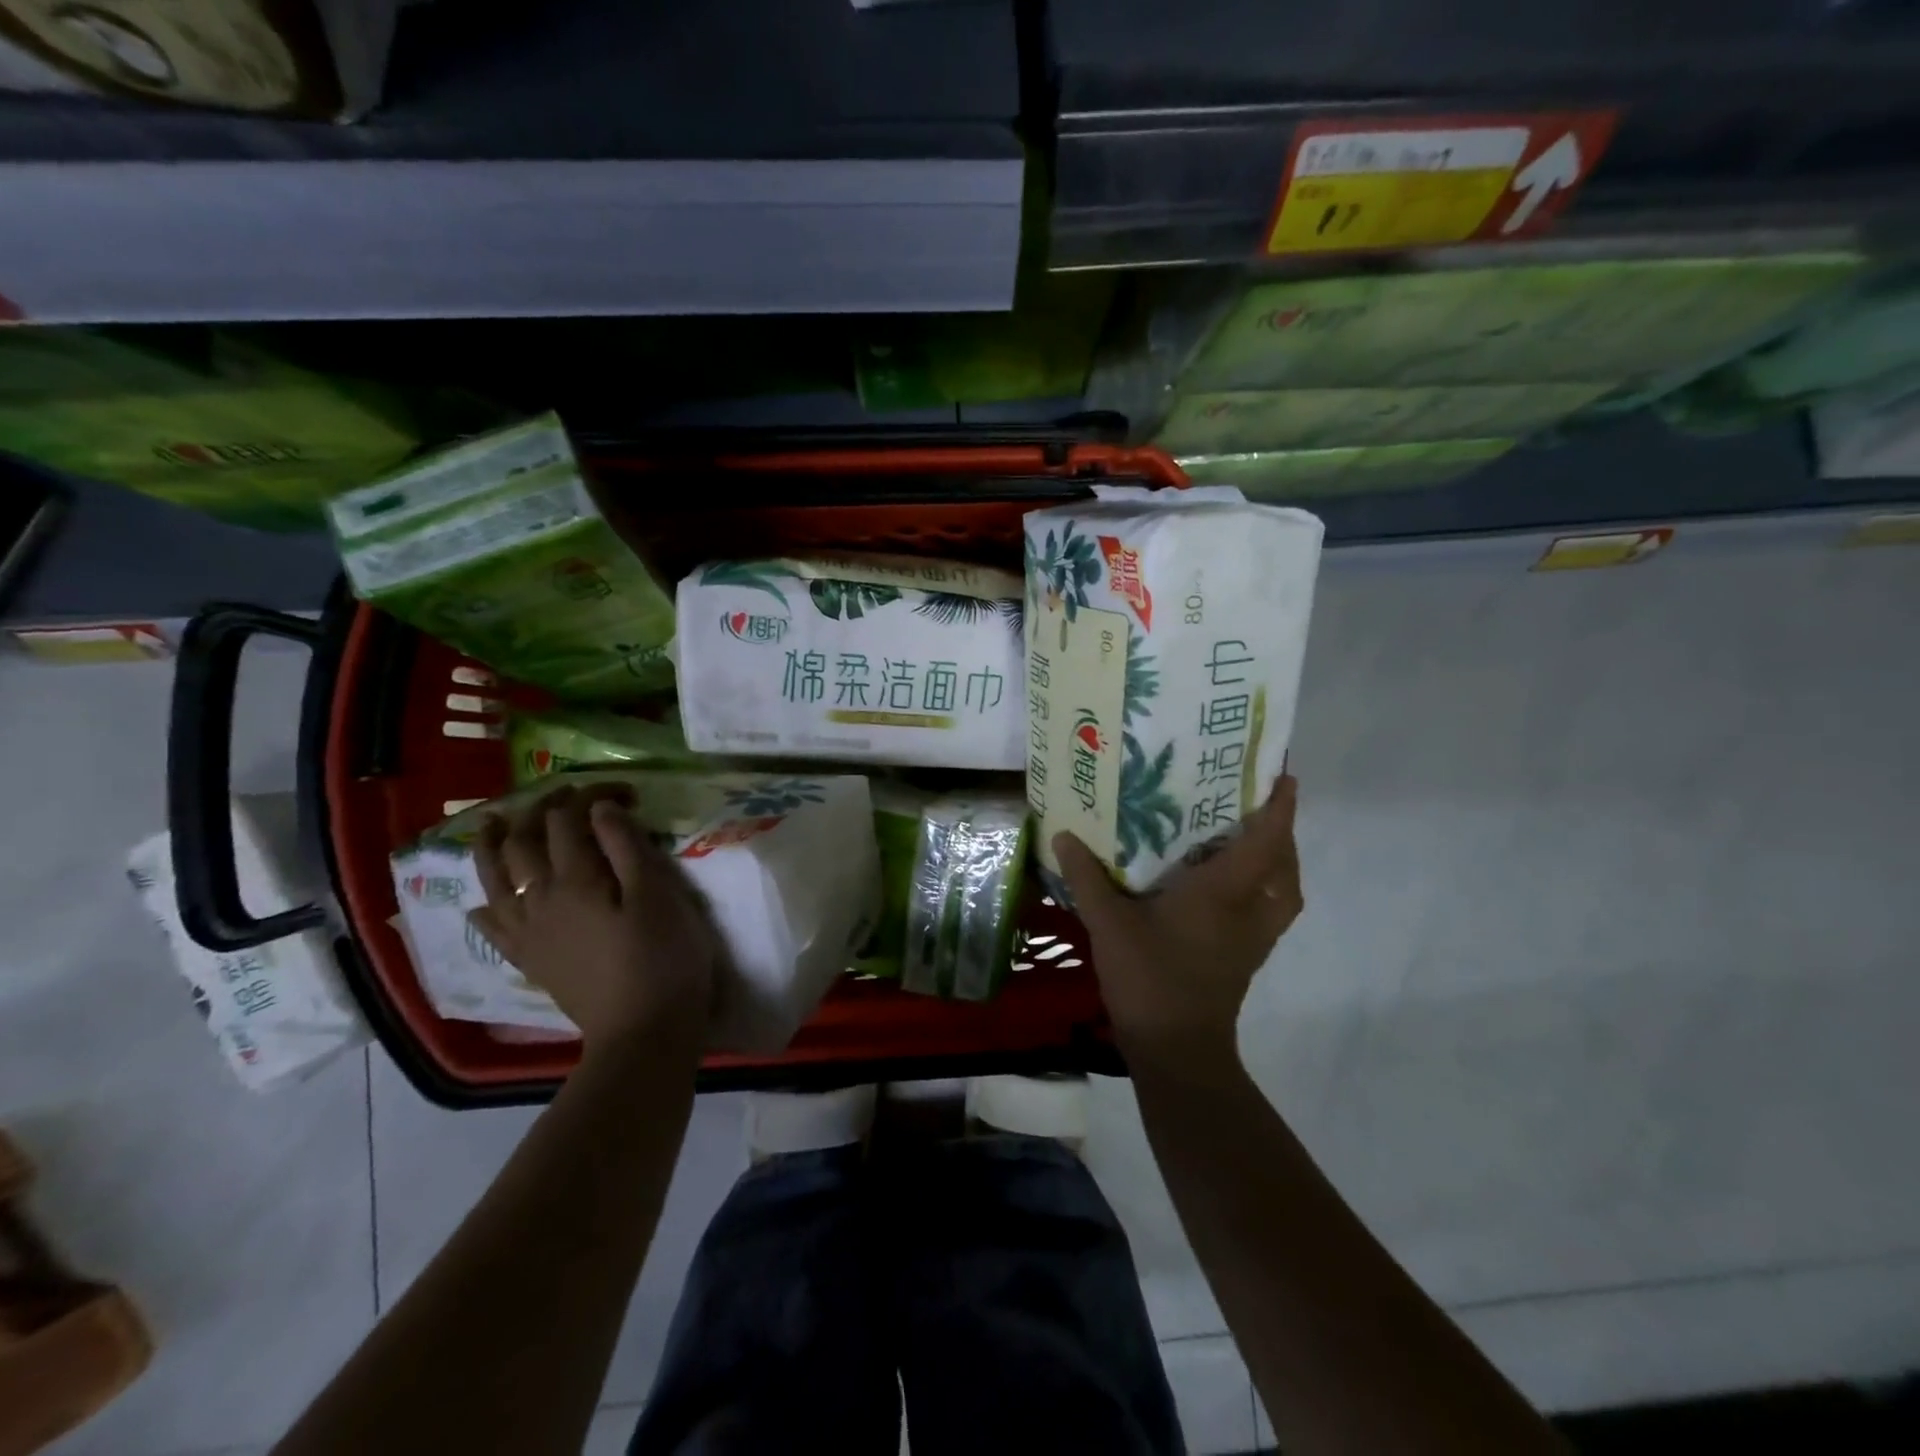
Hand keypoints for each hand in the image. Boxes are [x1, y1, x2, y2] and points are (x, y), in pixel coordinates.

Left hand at [469, 783, 719, 1054]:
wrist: (643, 1032)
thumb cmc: (663, 958)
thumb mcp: (659, 895)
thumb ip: (627, 847)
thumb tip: (599, 807)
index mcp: (576, 879)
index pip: (569, 819)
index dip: (592, 794)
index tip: (624, 790)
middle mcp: (539, 899)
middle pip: (525, 841)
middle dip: (541, 809)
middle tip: (564, 793)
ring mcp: (529, 932)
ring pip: (495, 879)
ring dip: (492, 846)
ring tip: (493, 825)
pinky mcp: (530, 960)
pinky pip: (494, 928)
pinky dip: (484, 907)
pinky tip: (482, 903)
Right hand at [1056, 775, 1302, 1071]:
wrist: (1177, 1050)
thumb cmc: (1149, 978)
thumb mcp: (1108, 923)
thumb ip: (1087, 877)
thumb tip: (1064, 835)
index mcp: (1224, 892)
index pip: (1265, 841)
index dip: (1280, 807)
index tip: (1284, 776)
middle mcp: (1249, 910)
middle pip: (1284, 864)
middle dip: (1281, 831)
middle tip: (1257, 804)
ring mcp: (1254, 938)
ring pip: (1284, 891)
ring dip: (1278, 863)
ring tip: (1250, 841)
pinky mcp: (1247, 958)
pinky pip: (1271, 911)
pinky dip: (1266, 890)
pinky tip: (1231, 888)